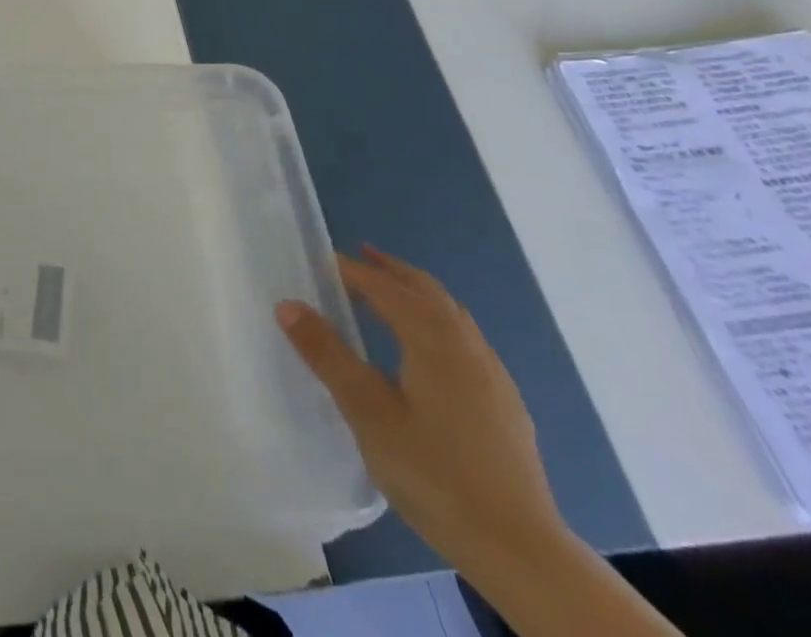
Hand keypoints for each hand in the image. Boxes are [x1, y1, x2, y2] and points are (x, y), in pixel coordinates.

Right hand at [275, 247, 565, 582]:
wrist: (523, 552)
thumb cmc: (435, 474)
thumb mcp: (368, 413)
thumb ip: (328, 355)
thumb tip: (288, 304)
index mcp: (433, 340)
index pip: (387, 289)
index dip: (354, 272)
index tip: (324, 263)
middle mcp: (467, 346)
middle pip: (427, 291)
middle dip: (392, 271)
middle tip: (361, 258)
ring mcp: (493, 377)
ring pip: (452, 315)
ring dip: (418, 295)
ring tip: (391, 298)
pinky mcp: (506, 406)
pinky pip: (467, 341)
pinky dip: (439, 324)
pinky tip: (432, 354)